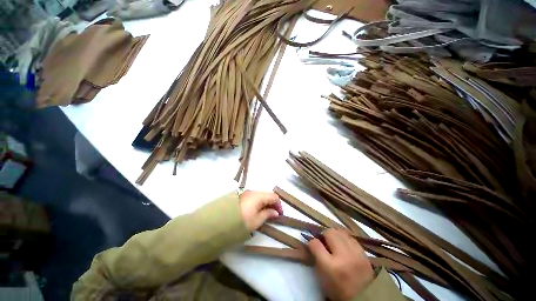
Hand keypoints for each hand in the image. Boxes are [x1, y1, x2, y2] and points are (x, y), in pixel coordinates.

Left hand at [239, 190, 282, 231]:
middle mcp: (253, 191)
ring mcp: (246, 192)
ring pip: (260, 195)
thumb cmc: (241, 222)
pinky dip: (258, 202)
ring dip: (265, 202)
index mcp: (259, 196)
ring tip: (265, 213)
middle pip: (267, 194)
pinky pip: (253, 197)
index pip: (274, 196)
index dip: (279, 205)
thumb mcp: (256, 221)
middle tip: (273, 214)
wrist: (220, 221)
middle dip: (272, 203)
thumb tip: (275, 212)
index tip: (280, 214)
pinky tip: (257, 209)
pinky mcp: (241, 195)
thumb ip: (267, 214)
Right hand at [308, 229, 373, 300]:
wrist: (362, 300)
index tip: (312, 245)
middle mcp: (344, 256)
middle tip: (325, 243)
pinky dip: (346, 240)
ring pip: (341, 232)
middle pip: (330, 232)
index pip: (315, 243)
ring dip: (335, 236)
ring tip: (335, 244)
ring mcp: (356, 254)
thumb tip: (313, 242)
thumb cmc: (337, 290)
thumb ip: (316, 257)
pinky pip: (351, 238)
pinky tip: (345, 247)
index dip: (312, 242)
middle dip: (324, 235)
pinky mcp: (365, 254)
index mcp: (330, 266)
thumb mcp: (322, 276)